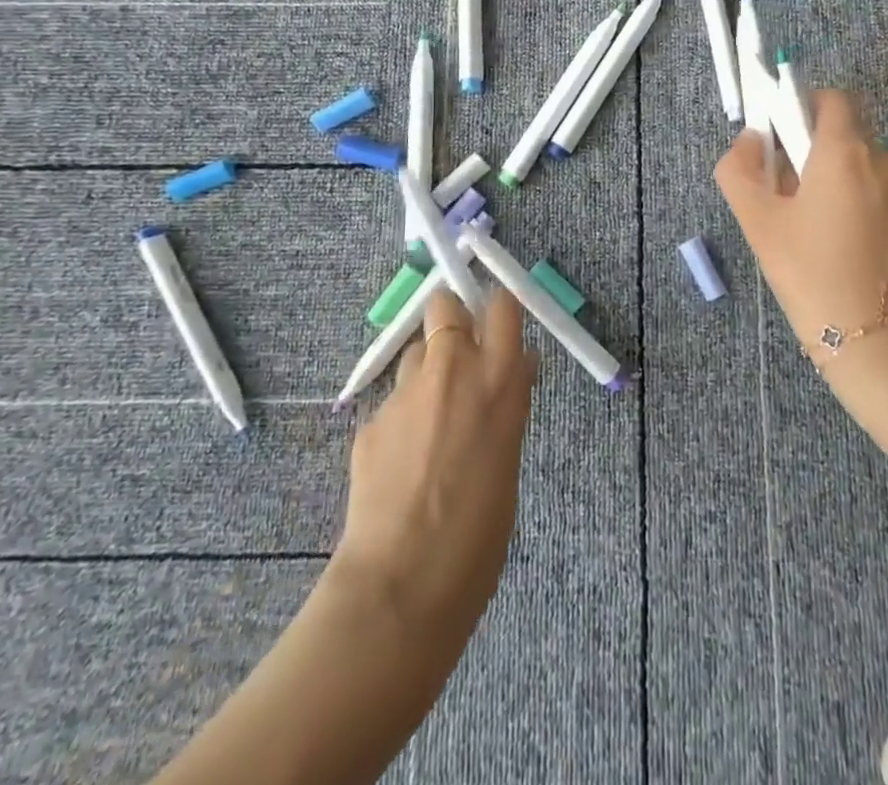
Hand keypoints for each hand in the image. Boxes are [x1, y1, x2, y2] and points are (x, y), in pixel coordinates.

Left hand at [335, 288, 538, 635]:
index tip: (499, 324)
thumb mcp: (509, 454)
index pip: (502, 305)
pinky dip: (402, 419)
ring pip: (416, 353)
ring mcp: (405, 392)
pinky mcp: (371, 419)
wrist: (403, 582)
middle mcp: (451, 370)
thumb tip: (516, 369)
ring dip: (426, 372)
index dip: (498, 308)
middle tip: (459, 356)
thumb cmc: (480, 531)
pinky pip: (393, 402)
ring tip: (429, 421)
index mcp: (497, 380)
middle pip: (445, 304)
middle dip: (451, 318)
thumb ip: (508, 402)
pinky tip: (402, 464)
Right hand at [714, 89, 887, 389]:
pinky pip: (882, 196)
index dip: (802, 106)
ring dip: (835, 184)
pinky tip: (843, 251)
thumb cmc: (813, 277)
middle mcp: (886, 160)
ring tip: (814, 234)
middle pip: (844, 136)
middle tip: (786, 199)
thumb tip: (749, 140)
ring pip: (862, 169)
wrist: (884, 349)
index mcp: (847, 152)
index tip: (780, 139)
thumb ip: (739, 169)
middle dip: (812, 155)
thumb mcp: (759, 223)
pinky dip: (859, 206)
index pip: (831, 98)